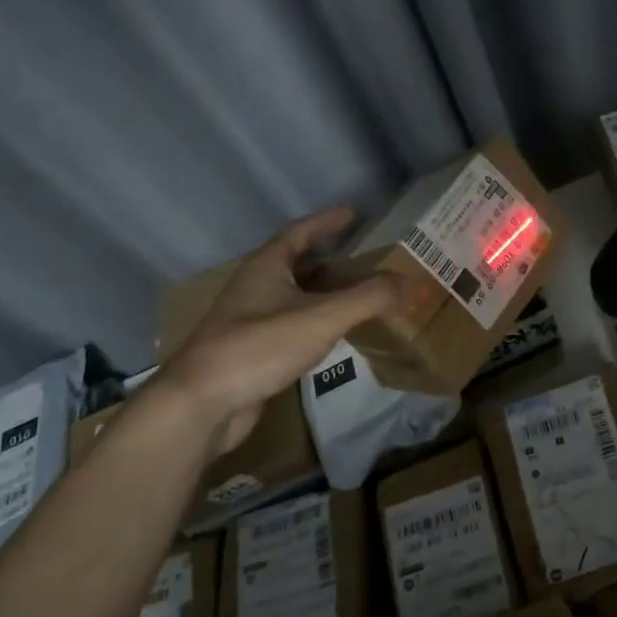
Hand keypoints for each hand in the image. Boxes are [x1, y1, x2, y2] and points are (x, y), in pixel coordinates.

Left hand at [154, 206, 411, 456]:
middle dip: (331, 257)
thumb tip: (414, 283)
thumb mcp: (321, 317)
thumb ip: (370, 298)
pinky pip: (291, 324)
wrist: (202, 403)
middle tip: (366, 257)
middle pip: (297, 263)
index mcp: (267, 267)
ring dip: (324, 291)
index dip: (327, 221)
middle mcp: (255, 287)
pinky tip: (334, 333)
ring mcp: (250, 320)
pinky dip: (316, 321)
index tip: (353, 213)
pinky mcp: (252, 351)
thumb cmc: (259, 346)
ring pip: (294, 296)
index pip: (300, 232)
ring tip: (358, 292)